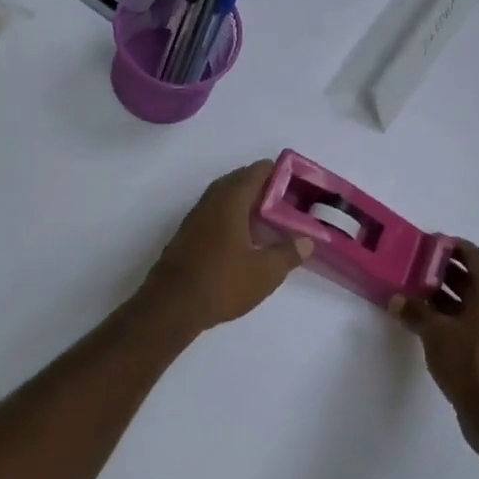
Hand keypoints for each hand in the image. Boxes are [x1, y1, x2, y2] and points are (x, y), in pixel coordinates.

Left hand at [139, 161, 311, 337]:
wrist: (171, 306)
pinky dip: (230, 217)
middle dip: (262, 186)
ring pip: (223, 198)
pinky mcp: (186, 236)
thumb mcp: (265, 272)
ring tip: (267, 218)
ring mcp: (194, 219)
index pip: (256, 172)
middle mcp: (210, 202)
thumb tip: (307, 241)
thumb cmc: (222, 283)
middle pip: (238, 181)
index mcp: (230, 201)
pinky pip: (213, 215)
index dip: (278, 172)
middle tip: (285, 200)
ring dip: (244, 202)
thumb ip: (288, 253)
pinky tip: (242, 238)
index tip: (296, 182)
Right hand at [393, 241, 478, 460]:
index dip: (452, 247)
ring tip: (424, 299)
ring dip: (456, 298)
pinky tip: (442, 329)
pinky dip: (466, 319)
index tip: (429, 245)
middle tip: (419, 272)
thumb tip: (397, 299)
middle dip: (449, 274)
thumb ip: (415, 312)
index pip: (476, 256)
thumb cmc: (470, 365)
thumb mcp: (434, 335)